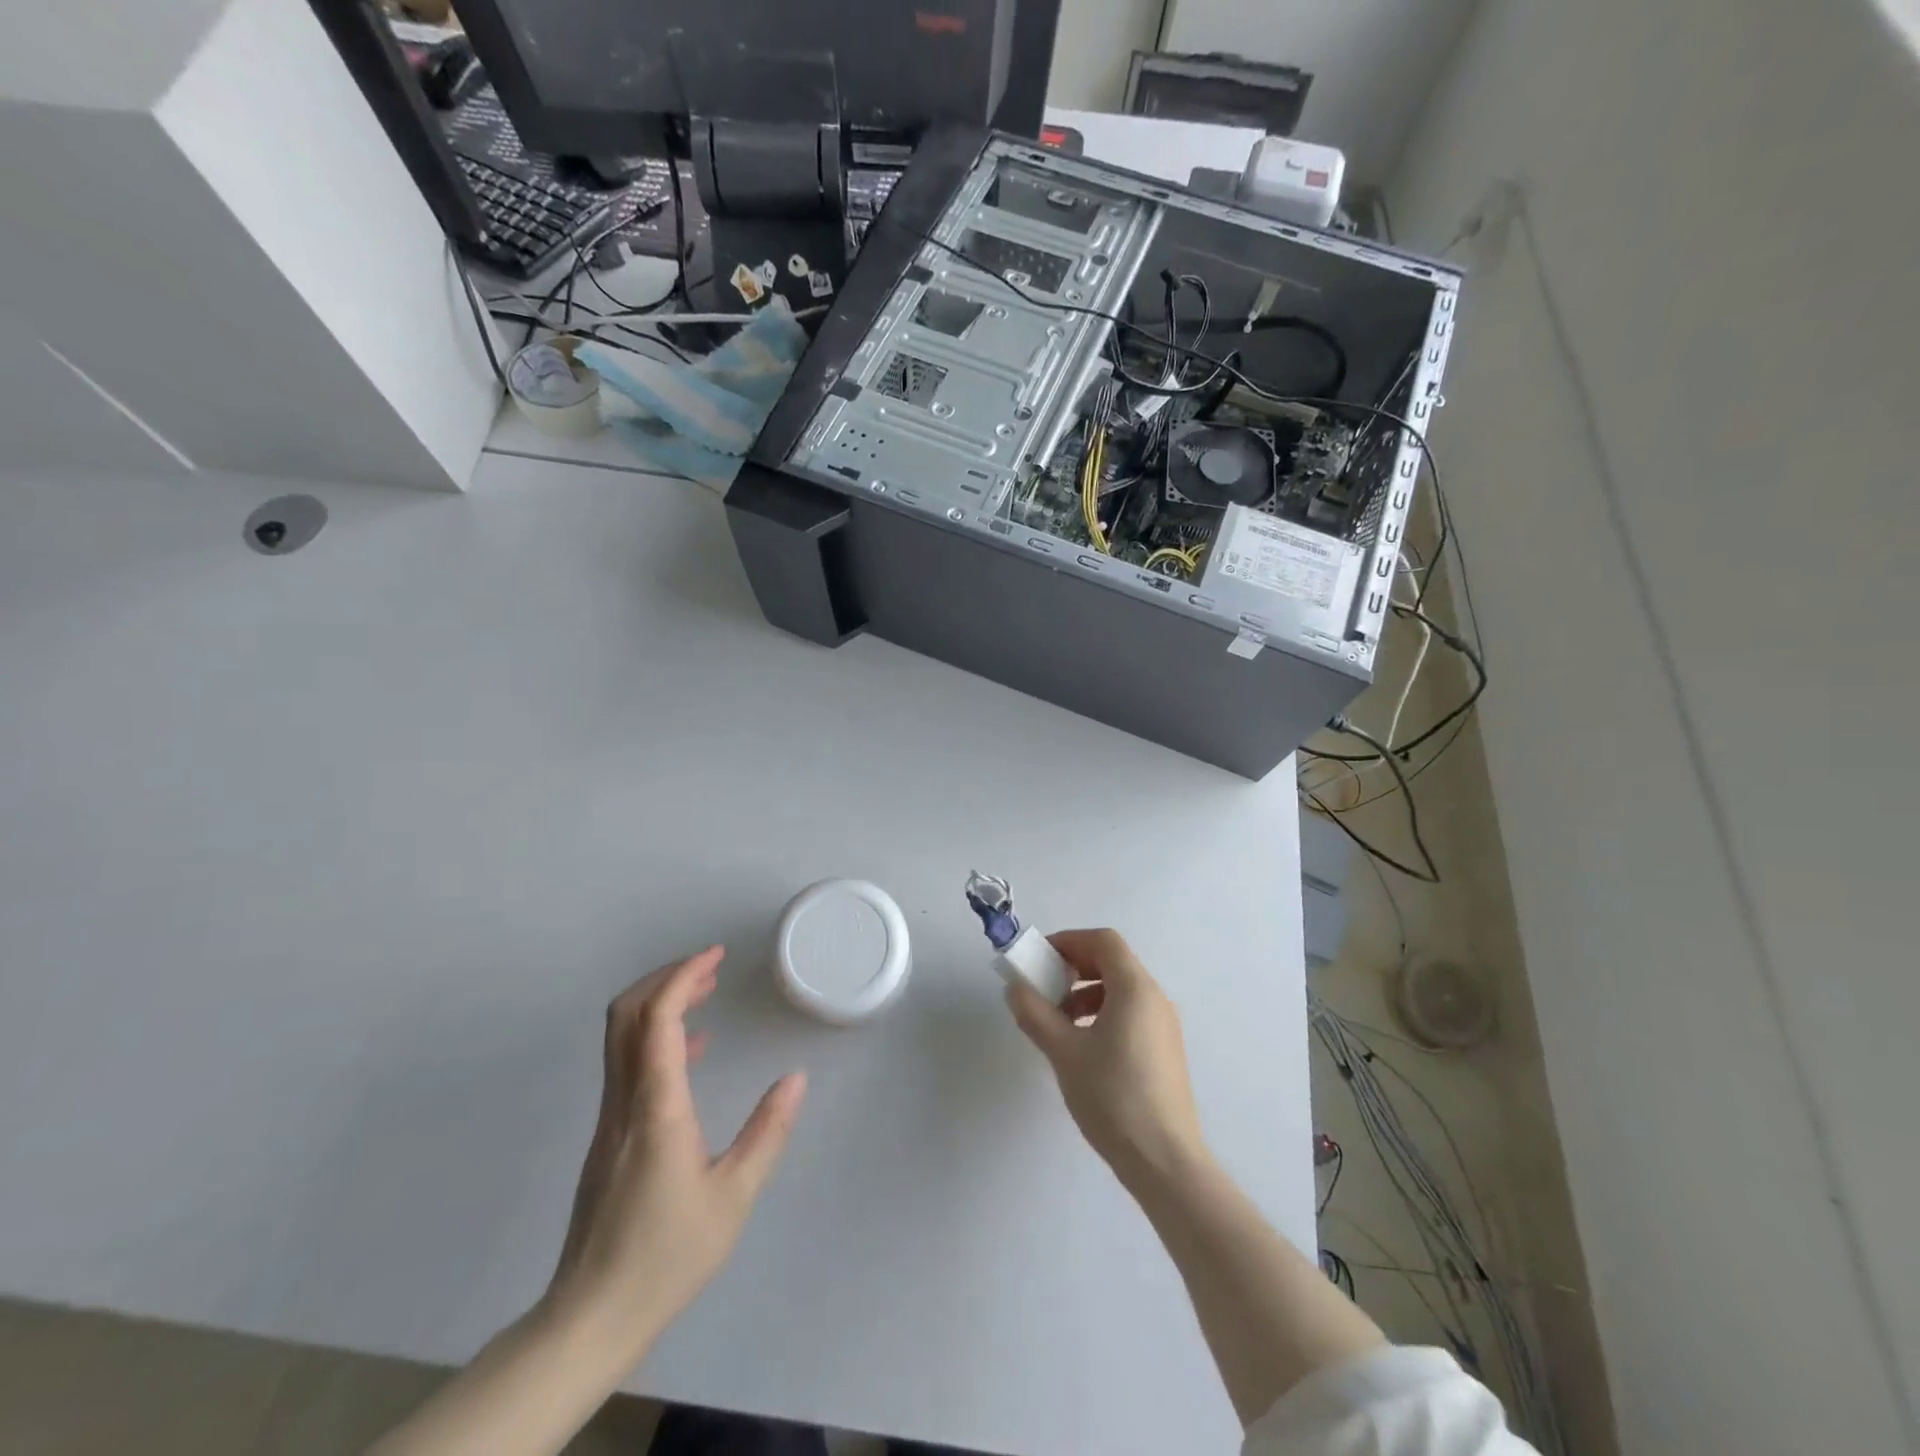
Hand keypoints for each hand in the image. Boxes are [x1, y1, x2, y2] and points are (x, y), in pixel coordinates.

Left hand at [545, 946, 806, 1360]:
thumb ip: (767, 1133)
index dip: (682, 977)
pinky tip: (697, 1048)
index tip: (715, 956)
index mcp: (656, 1109)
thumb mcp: (734, 1197)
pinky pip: (627, 1064)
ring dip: (661, 1003)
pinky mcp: (608, 1136)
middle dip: (666, 978)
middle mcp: (624, 1102)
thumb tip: (796, 1079)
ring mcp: (609, 1119)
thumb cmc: (667, 1257)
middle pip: (625, 1015)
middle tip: (710, 966)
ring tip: (707, 991)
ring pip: (621, 1037)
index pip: (657, 1021)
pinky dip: (658, 1037)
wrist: (590, 1318)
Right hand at [1005, 928, 1208, 1189]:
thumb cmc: (1113, 1097)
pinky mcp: (1164, 1050)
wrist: (1165, 1161)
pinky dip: (1102, 1012)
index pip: (1103, 941)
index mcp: (1135, 989)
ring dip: (1086, 992)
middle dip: (1074, 966)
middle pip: (1113, 961)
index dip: (1069, 941)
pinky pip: (1130, 1012)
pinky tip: (1082, 1046)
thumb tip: (1015, 988)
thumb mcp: (1064, 1052)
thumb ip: (1035, 1014)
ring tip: (1057, 1021)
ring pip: (1121, 989)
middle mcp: (1155, 998)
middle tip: (1044, 987)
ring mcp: (1163, 1025)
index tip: (1039, 958)